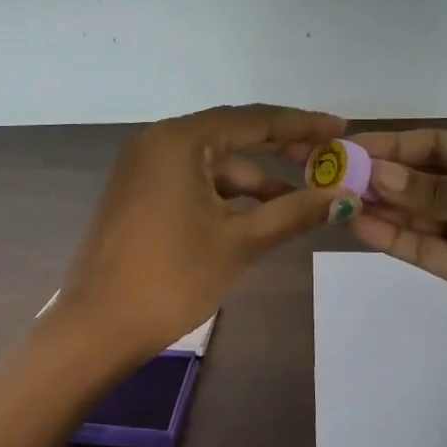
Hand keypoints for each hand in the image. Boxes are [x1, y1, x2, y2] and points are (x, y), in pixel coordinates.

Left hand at [54, 105, 356, 357]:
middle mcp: (157, 143)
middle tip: (328, 160)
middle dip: (281, 150)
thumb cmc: (172, 278)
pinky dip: (226, 196)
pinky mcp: (139, 195)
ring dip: (255, 181)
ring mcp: (143, 169)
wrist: (99, 326)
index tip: (342, 128)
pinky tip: (259, 216)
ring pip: (213, 164)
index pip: (252, 120)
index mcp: (178, 140)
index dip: (301, 124)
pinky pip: (192, 183)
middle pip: (232, 136)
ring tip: (302, 202)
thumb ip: (293, 213)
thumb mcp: (239, 242)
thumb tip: (346, 198)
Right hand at [347, 128, 446, 342]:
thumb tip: (376, 176)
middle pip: (413, 181)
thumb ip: (438, 191)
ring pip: (411, 216)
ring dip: (375, 207)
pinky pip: (421, 249)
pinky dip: (391, 238)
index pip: (428, 146)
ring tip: (332, 200)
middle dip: (372, 177)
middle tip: (324, 177)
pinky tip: (360, 225)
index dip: (386, 146)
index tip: (343, 149)